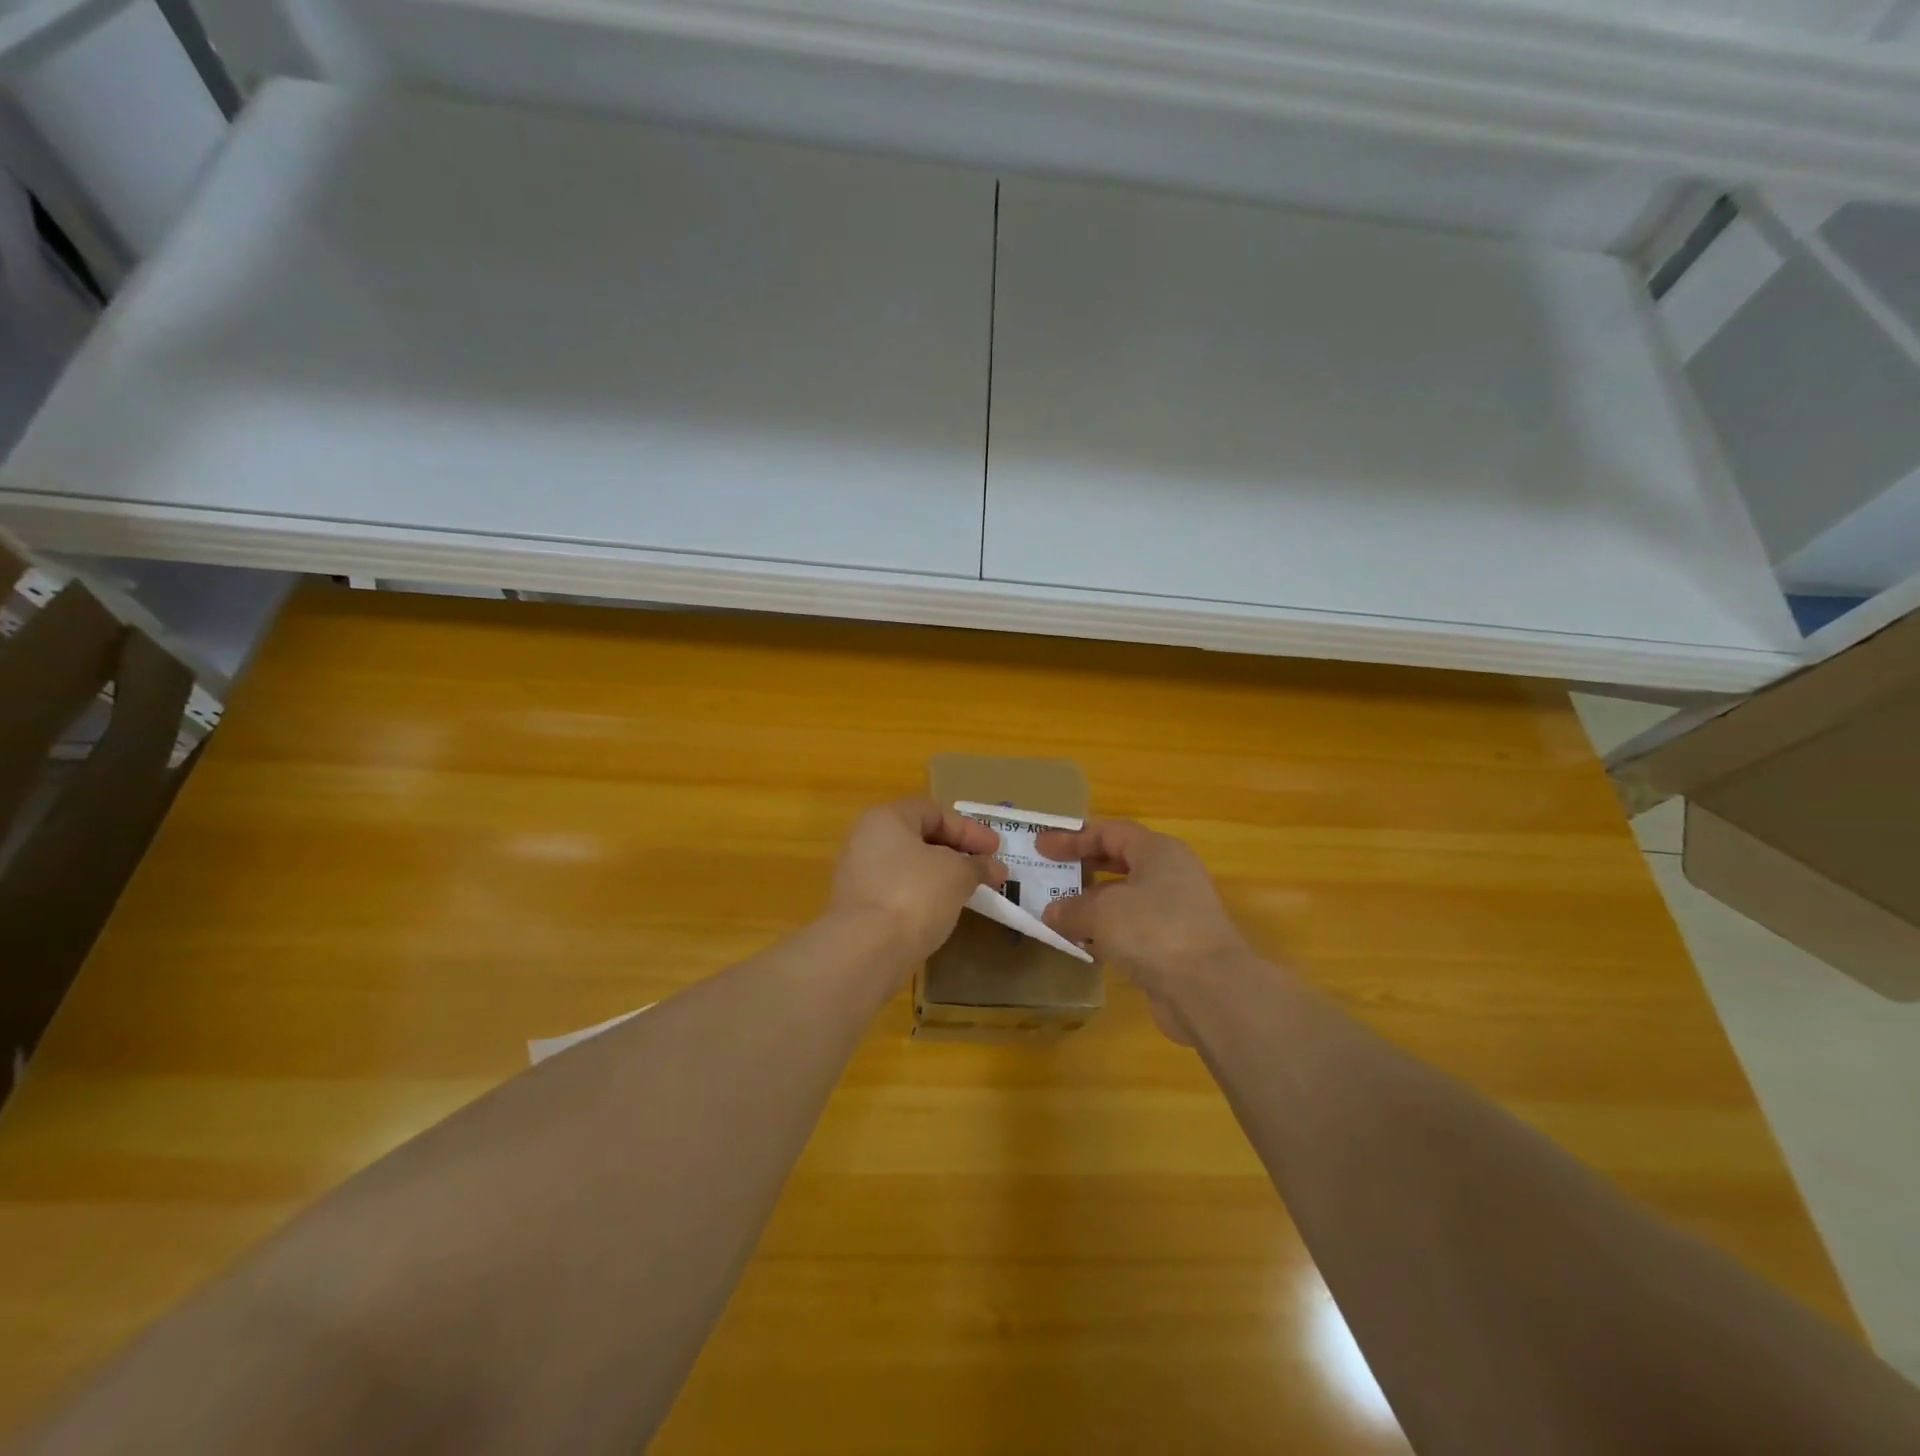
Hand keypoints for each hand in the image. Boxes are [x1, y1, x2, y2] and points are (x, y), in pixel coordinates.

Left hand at [827, 799, 1006, 961]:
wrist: (866, 950)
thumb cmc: (915, 894)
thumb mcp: (957, 874)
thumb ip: (977, 865)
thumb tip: (992, 867)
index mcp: (886, 818)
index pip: (935, 812)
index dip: (970, 829)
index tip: (996, 850)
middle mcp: (866, 839)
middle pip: (920, 838)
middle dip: (958, 852)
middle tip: (985, 869)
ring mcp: (858, 874)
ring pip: (909, 867)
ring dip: (941, 876)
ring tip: (968, 891)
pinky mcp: (858, 907)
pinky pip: (898, 891)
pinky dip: (923, 895)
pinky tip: (942, 911)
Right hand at [1038, 819, 1249, 1044]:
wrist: (1208, 989)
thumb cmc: (1153, 929)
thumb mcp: (1101, 912)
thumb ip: (1072, 908)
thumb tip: (1052, 912)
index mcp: (1158, 851)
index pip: (1110, 832)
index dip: (1073, 838)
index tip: (1041, 848)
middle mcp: (1171, 875)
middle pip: (1120, 862)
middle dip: (1084, 869)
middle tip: (1051, 875)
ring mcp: (1177, 912)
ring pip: (1126, 899)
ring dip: (1093, 905)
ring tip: (1059, 914)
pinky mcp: (1175, 946)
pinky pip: (1133, 930)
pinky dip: (1108, 933)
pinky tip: (1083, 945)